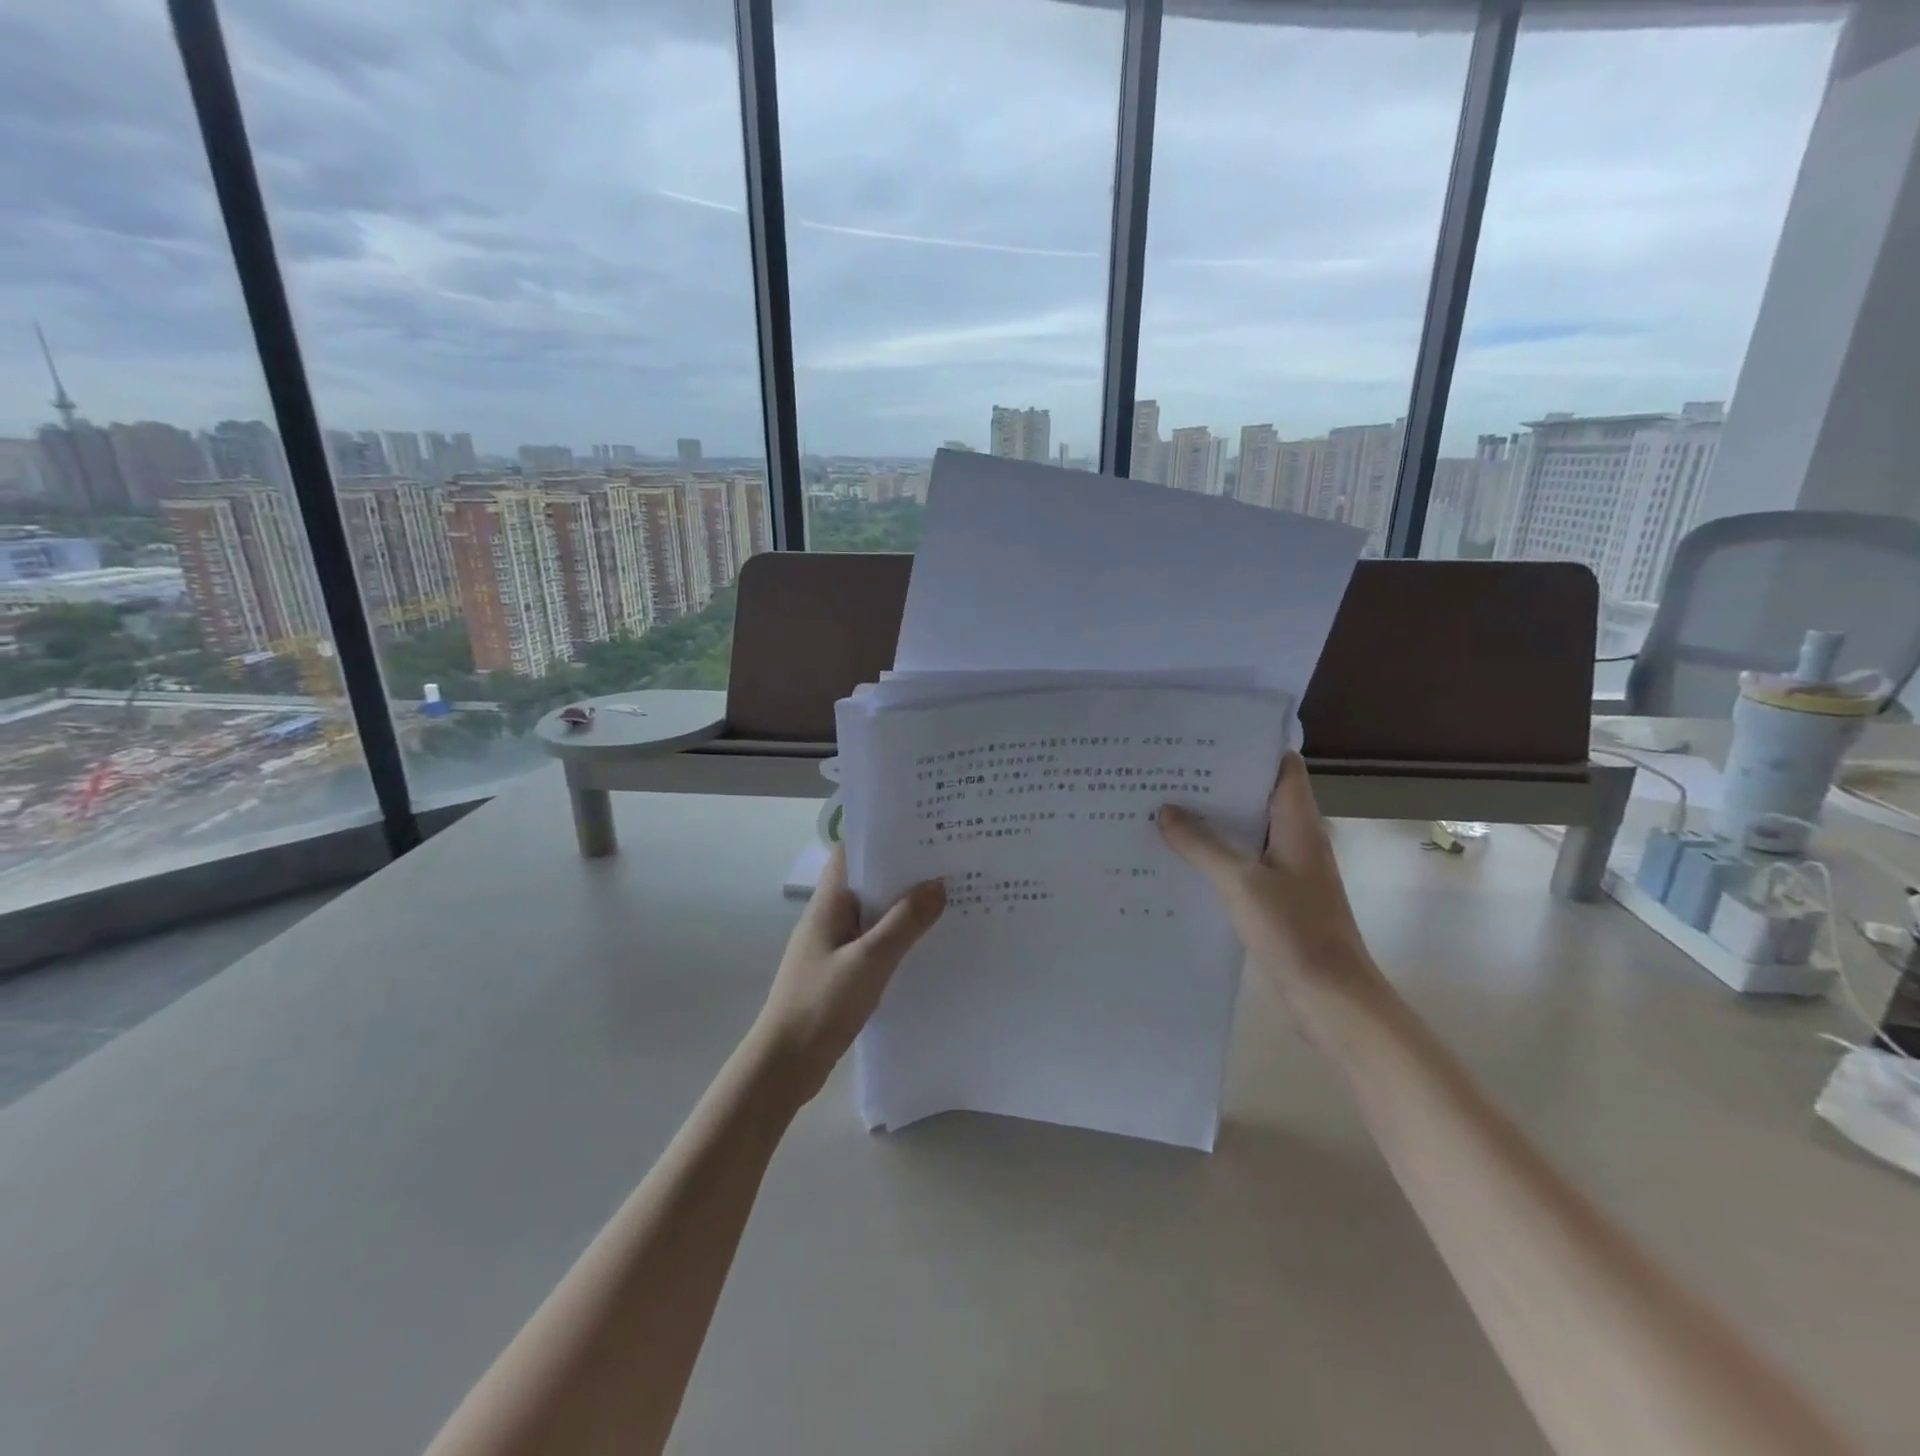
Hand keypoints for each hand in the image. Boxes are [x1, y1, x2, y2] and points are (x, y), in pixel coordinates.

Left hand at [752, 846, 945, 1106]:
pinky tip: (927, 946)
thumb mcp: (869, 961)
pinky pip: (874, 944)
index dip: (882, 838)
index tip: (921, 831)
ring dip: (903, 908)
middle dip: (903, 872)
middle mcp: (829, 918)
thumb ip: (904, 923)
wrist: (784, 1066)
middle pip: (867, 882)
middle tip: (949, 863)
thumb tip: (938, 883)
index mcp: (828, 904)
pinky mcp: (841, 973)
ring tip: (948, 899)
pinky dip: (898, 939)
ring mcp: (834, 947)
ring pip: (873, 915)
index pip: (851, 853)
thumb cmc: (821, 1004)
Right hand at [1157, 753, 1388, 1040]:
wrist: (1332, 998)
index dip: (1250, 747)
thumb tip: (1166, 810)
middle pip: (1258, 796)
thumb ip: (1202, 845)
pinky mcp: (1278, 897)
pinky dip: (1216, 854)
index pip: (1282, 767)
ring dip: (1214, 820)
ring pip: (1248, 831)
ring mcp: (1288, 870)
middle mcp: (1296, 839)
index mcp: (1298, 824)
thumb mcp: (1240, 883)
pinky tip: (1180, 858)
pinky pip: (1243, 862)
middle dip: (1218, 783)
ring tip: (1164, 807)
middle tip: (1169, 771)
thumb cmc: (1294, 931)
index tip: (1205, 738)